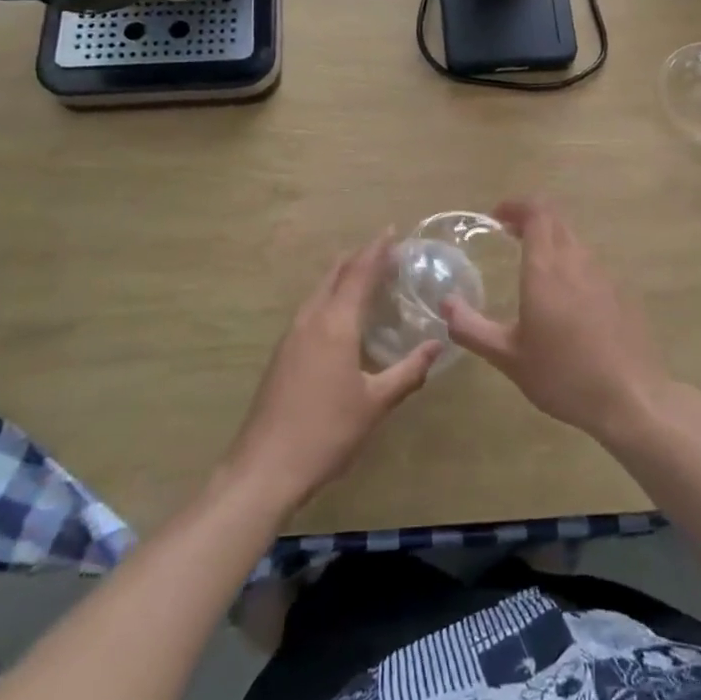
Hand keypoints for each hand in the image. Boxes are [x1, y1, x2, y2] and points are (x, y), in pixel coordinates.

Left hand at [228, 232, 441, 511]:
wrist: (264, 468)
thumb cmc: (326, 432)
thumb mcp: (375, 403)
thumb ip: (408, 372)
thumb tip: (436, 347)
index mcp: (335, 324)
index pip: (359, 273)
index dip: (377, 250)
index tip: (393, 231)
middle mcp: (310, 320)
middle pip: (335, 275)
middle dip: (359, 258)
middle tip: (385, 251)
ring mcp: (291, 336)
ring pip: (319, 291)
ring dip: (342, 277)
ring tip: (366, 276)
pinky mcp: (282, 354)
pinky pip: (311, 309)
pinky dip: (330, 297)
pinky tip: (340, 316)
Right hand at [443, 200, 671, 442]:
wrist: (630, 398)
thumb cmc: (563, 376)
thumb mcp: (508, 358)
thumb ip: (471, 328)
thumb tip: (445, 304)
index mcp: (546, 269)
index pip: (536, 212)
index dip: (516, 205)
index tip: (496, 217)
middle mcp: (576, 261)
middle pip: (556, 219)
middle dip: (530, 218)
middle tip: (508, 234)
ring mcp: (603, 274)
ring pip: (574, 239)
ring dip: (551, 239)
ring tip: (532, 264)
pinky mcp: (621, 291)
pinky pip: (591, 262)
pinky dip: (571, 262)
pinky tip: (564, 296)